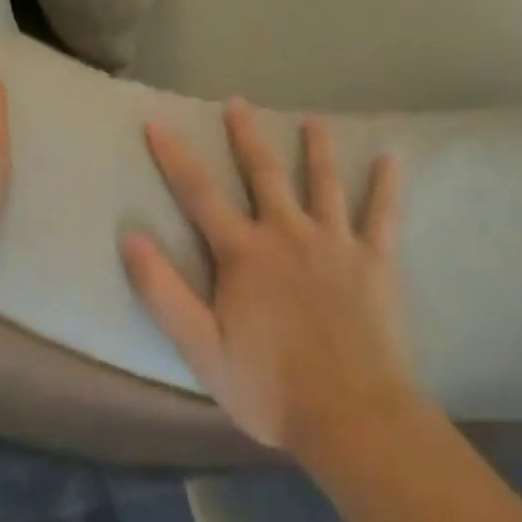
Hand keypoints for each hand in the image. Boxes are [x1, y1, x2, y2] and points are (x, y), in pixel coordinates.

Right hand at [120, 101, 417, 455]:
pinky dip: (386, 185)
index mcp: (244, 253)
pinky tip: (391, 158)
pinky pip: (382, 215)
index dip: (174, 156)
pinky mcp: (375, 262)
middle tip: (238, 102)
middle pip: (263, 173)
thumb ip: (162, 292)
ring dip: (316, 148)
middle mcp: (287, 234)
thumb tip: (130, 237)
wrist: (353, 418)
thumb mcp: (201, 348)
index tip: (156, 123)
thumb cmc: (270, 388)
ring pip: (323, 183)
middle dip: (246, 135)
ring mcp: (334, 244)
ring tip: (313, 121)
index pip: (199, 193)